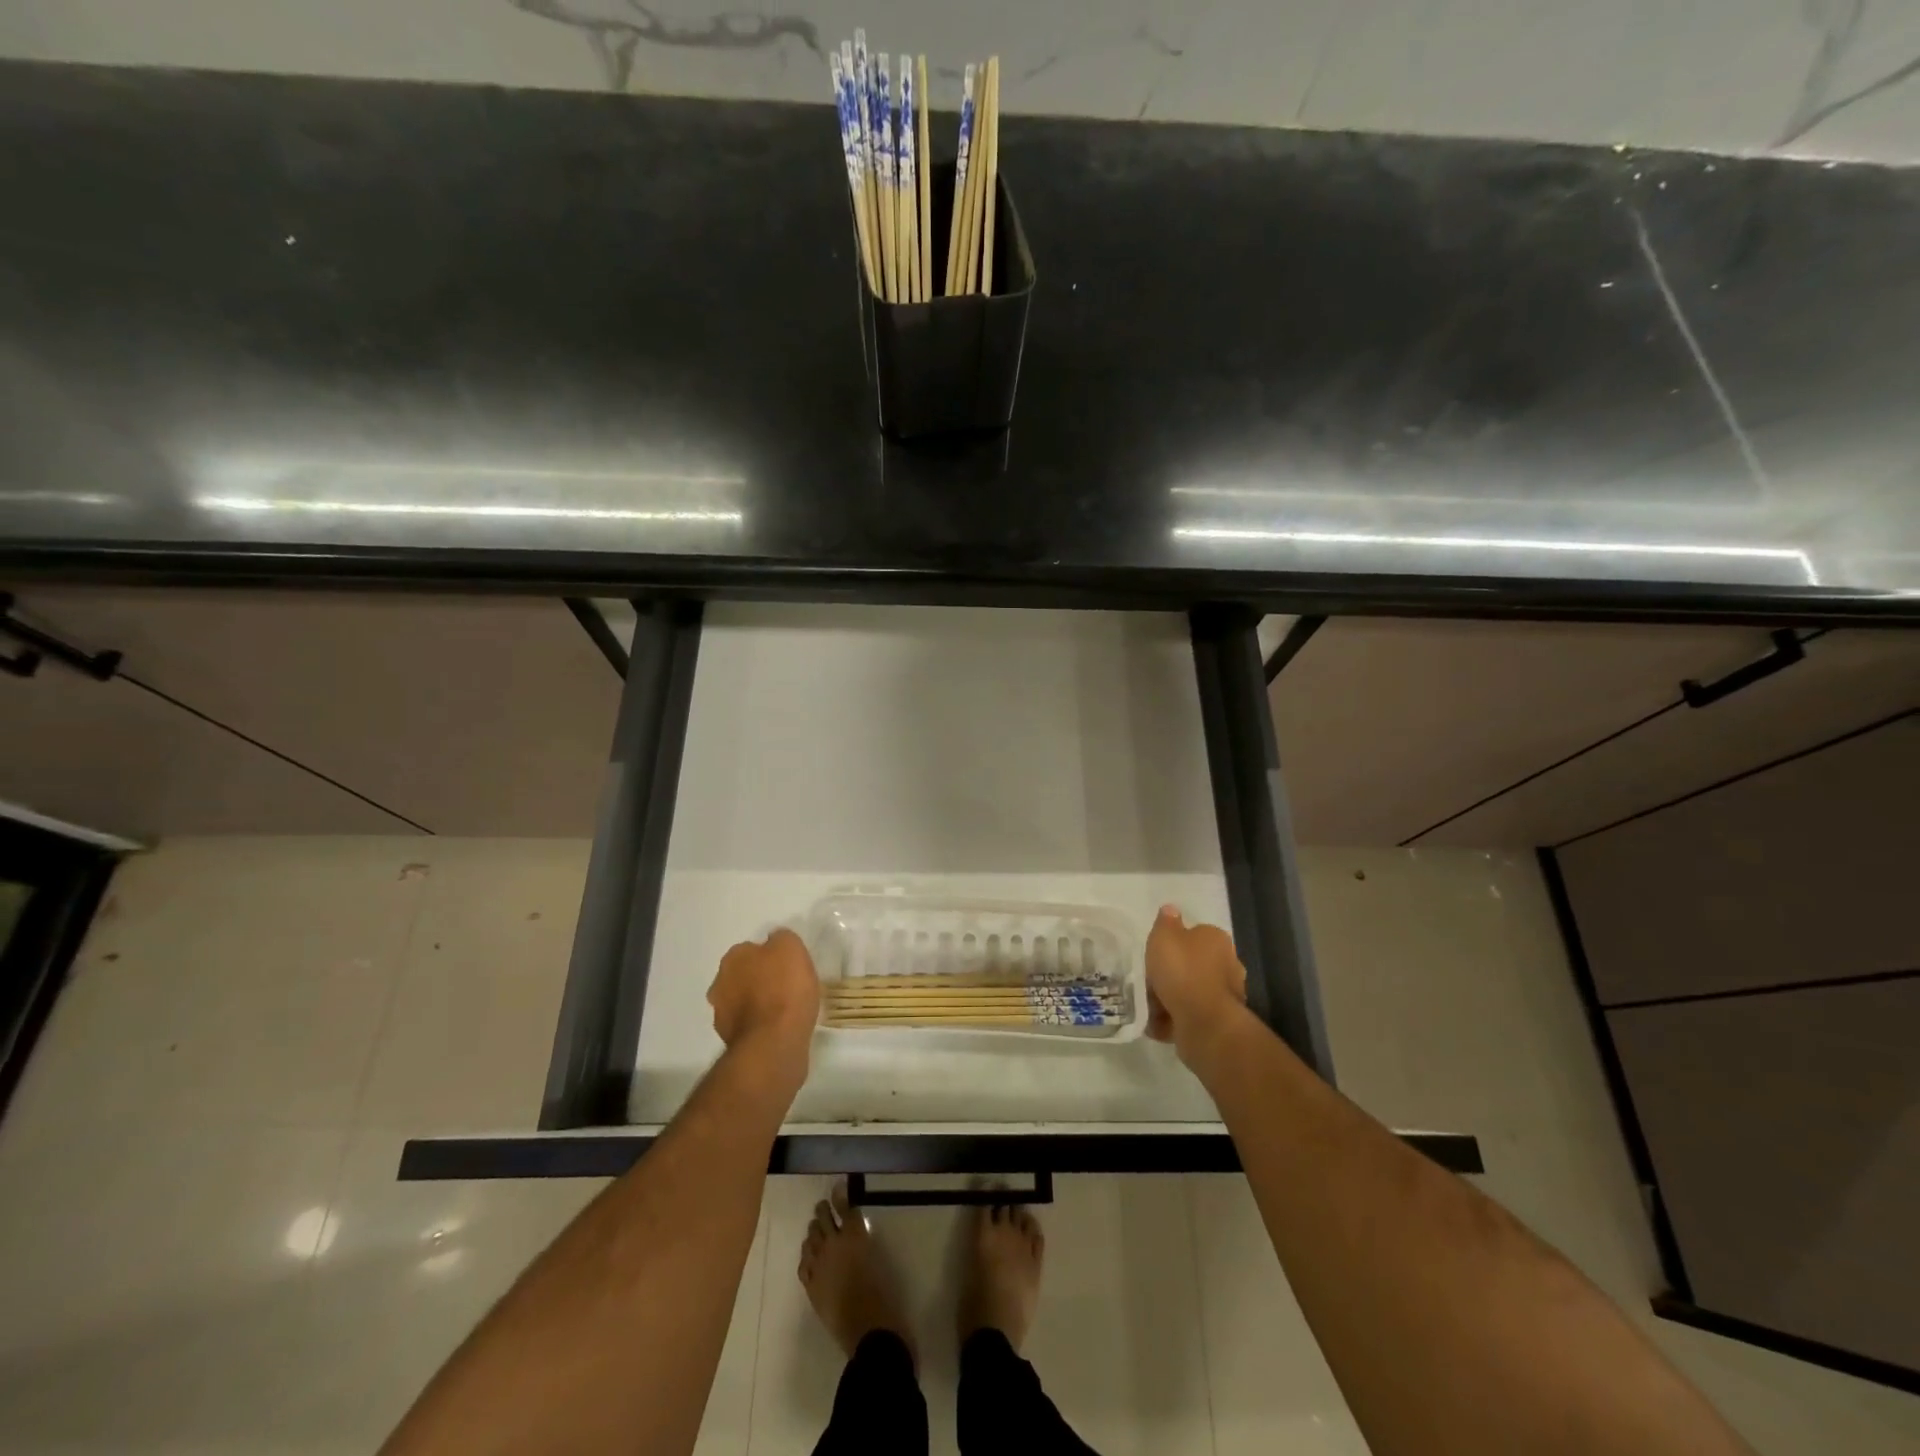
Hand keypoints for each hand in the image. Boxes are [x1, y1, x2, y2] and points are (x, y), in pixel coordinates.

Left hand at [708, 928, 820, 1069]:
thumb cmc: (785, 988)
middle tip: (786, 986)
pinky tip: (777, 1028)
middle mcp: (720, 982)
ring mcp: (721, 1014)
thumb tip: (775, 942)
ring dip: (757, 1003)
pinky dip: (759, 1024)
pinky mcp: (730, 1040)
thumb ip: (781, 939)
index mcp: (734, 957)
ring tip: (783, 1010)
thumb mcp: (792, 947)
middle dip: (759, 979)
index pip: (751, 949)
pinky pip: (748, 1024)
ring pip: (742, 1001)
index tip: (788, 966)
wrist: (774, 1042)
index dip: (771, 956)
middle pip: (743, 975)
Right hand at [1145, 905, 1247, 1061]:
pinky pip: (1191, 1014)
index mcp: (1217, 940)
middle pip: (1195, 964)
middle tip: (1152, 979)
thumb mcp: (1164, 937)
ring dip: (1174, 996)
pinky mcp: (1219, 1020)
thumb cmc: (1182, 970)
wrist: (1202, 1021)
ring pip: (1192, 990)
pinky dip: (1176, 1017)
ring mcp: (1226, 995)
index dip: (1175, 942)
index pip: (1196, 934)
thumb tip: (1171, 909)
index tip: (1158, 953)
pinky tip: (1158, 1022)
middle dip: (1175, 972)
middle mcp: (1228, 964)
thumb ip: (1166, 922)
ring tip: (1150, 1004)